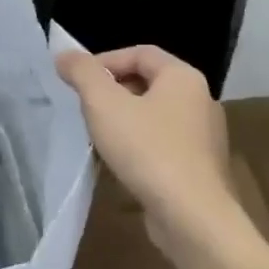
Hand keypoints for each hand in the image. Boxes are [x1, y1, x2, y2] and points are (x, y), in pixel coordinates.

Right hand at [56, 45, 244, 256]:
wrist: (191, 215)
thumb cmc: (147, 150)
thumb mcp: (104, 105)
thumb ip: (83, 74)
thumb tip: (64, 54)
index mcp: (183, 77)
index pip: (140, 52)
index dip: (104, 60)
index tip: (76, 81)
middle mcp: (200, 100)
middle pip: (148, 81)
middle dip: (112, 90)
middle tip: (83, 107)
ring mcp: (204, 135)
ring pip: (155, 114)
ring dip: (123, 118)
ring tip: (97, 135)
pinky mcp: (199, 165)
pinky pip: (163, 141)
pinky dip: (139, 143)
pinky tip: (121, 161)